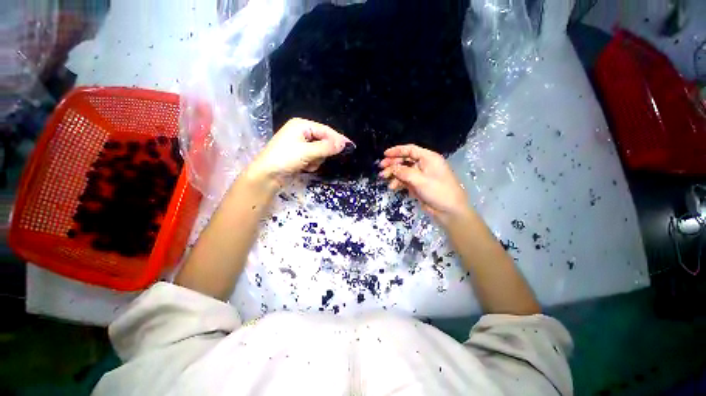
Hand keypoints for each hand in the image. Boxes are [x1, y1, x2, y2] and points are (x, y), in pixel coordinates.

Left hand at [249, 118, 352, 184]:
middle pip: (323, 141)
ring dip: (317, 159)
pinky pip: (314, 157)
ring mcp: (300, 144)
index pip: (325, 130)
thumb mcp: (307, 152)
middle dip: (322, 152)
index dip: (337, 138)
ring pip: (320, 151)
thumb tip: (344, 144)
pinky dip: (312, 163)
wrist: (267, 176)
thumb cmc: (285, 159)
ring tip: (308, 164)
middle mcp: (301, 132)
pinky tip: (305, 167)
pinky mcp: (299, 155)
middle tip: (318, 159)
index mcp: (301, 125)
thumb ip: (327, 147)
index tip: (349, 146)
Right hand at [379, 144, 468, 225]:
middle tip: (381, 168)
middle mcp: (424, 165)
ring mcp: (421, 175)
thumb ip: (404, 172)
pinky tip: (393, 187)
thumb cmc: (438, 192)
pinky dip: (398, 182)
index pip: (410, 150)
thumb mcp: (420, 180)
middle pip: (405, 160)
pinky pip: (405, 180)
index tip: (384, 154)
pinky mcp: (418, 185)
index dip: (397, 151)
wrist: (449, 211)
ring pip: (403, 171)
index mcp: (428, 158)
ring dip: (393, 174)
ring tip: (384, 178)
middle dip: (393, 164)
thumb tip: (392, 168)